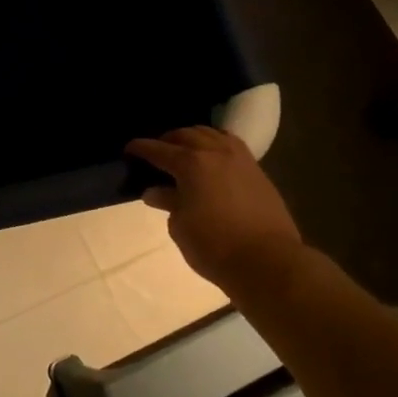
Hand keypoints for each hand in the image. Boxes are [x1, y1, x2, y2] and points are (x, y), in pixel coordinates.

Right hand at [126, 126, 304, 295]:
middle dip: (167, 140)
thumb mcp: (180, 226)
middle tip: (156, 152)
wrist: (268, 262)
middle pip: (186, 135)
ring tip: (185, 150)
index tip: (128, 150)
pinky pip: (232, 146)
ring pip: (213, 134)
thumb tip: (155, 191)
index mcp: (191, 164)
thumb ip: (168, 202)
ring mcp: (240, 160)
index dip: (140, 148)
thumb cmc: (214, 246)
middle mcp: (215, 153)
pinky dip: (216, 145)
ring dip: (194, 138)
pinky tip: (212, 159)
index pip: (158, 150)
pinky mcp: (258, 172)